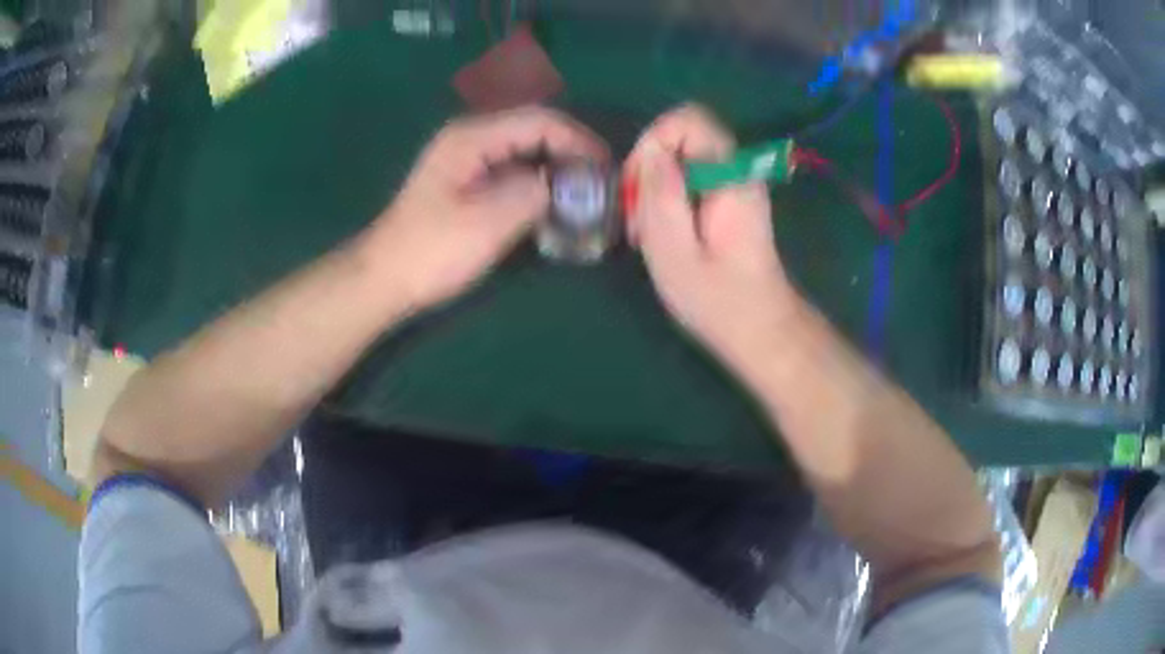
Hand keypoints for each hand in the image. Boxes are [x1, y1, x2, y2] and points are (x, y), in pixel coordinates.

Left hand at [366, 107, 606, 309]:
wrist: (384, 279)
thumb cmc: (430, 251)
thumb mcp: (487, 223)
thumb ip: (533, 194)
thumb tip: (565, 185)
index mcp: (472, 138)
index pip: (539, 121)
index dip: (578, 141)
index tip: (606, 168)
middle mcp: (470, 139)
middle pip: (533, 131)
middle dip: (570, 152)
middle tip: (600, 182)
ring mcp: (466, 161)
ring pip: (524, 152)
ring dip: (555, 168)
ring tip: (584, 194)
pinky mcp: (466, 184)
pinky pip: (512, 172)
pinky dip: (537, 184)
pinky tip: (552, 205)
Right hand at [625, 104, 798, 365]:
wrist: (761, 331)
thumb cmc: (718, 301)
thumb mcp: (676, 252)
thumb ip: (661, 195)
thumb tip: (650, 154)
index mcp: (730, 177)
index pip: (689, 120)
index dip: (653, 140)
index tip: (638, 185)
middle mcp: (737, 172)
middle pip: (682, 137)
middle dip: (649, 168)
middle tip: (636, 218)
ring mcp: (735, 186)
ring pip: (682, 160)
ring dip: (654, 188)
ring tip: (644, 234)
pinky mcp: (728, 202)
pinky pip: (689, 180)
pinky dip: (667, 200)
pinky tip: (660, 236)